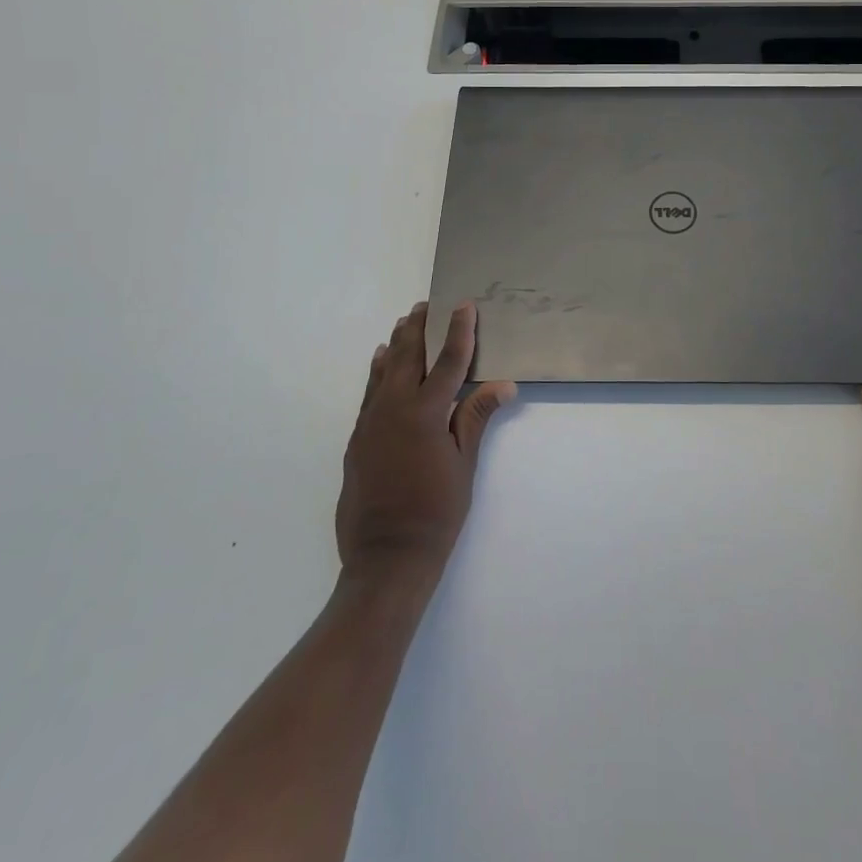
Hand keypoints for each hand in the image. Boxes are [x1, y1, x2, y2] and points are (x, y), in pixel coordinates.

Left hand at [335, 302, 515, 580]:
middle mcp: (394, 408)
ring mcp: (371, 422)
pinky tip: (379, 360)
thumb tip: (504, 384)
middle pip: (408, 356)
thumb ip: (476, 417)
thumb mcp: (465, 465)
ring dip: (396, 344)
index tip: (463, 305)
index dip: (458, 331)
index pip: (448, 361)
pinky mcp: (357, 438)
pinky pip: (369, 392)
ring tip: (404, 321)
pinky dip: (376, 371)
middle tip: (426, 304)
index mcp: (426, 413)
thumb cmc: (436, 512)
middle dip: (419, 327)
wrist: (386, 557)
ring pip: (383, 370)